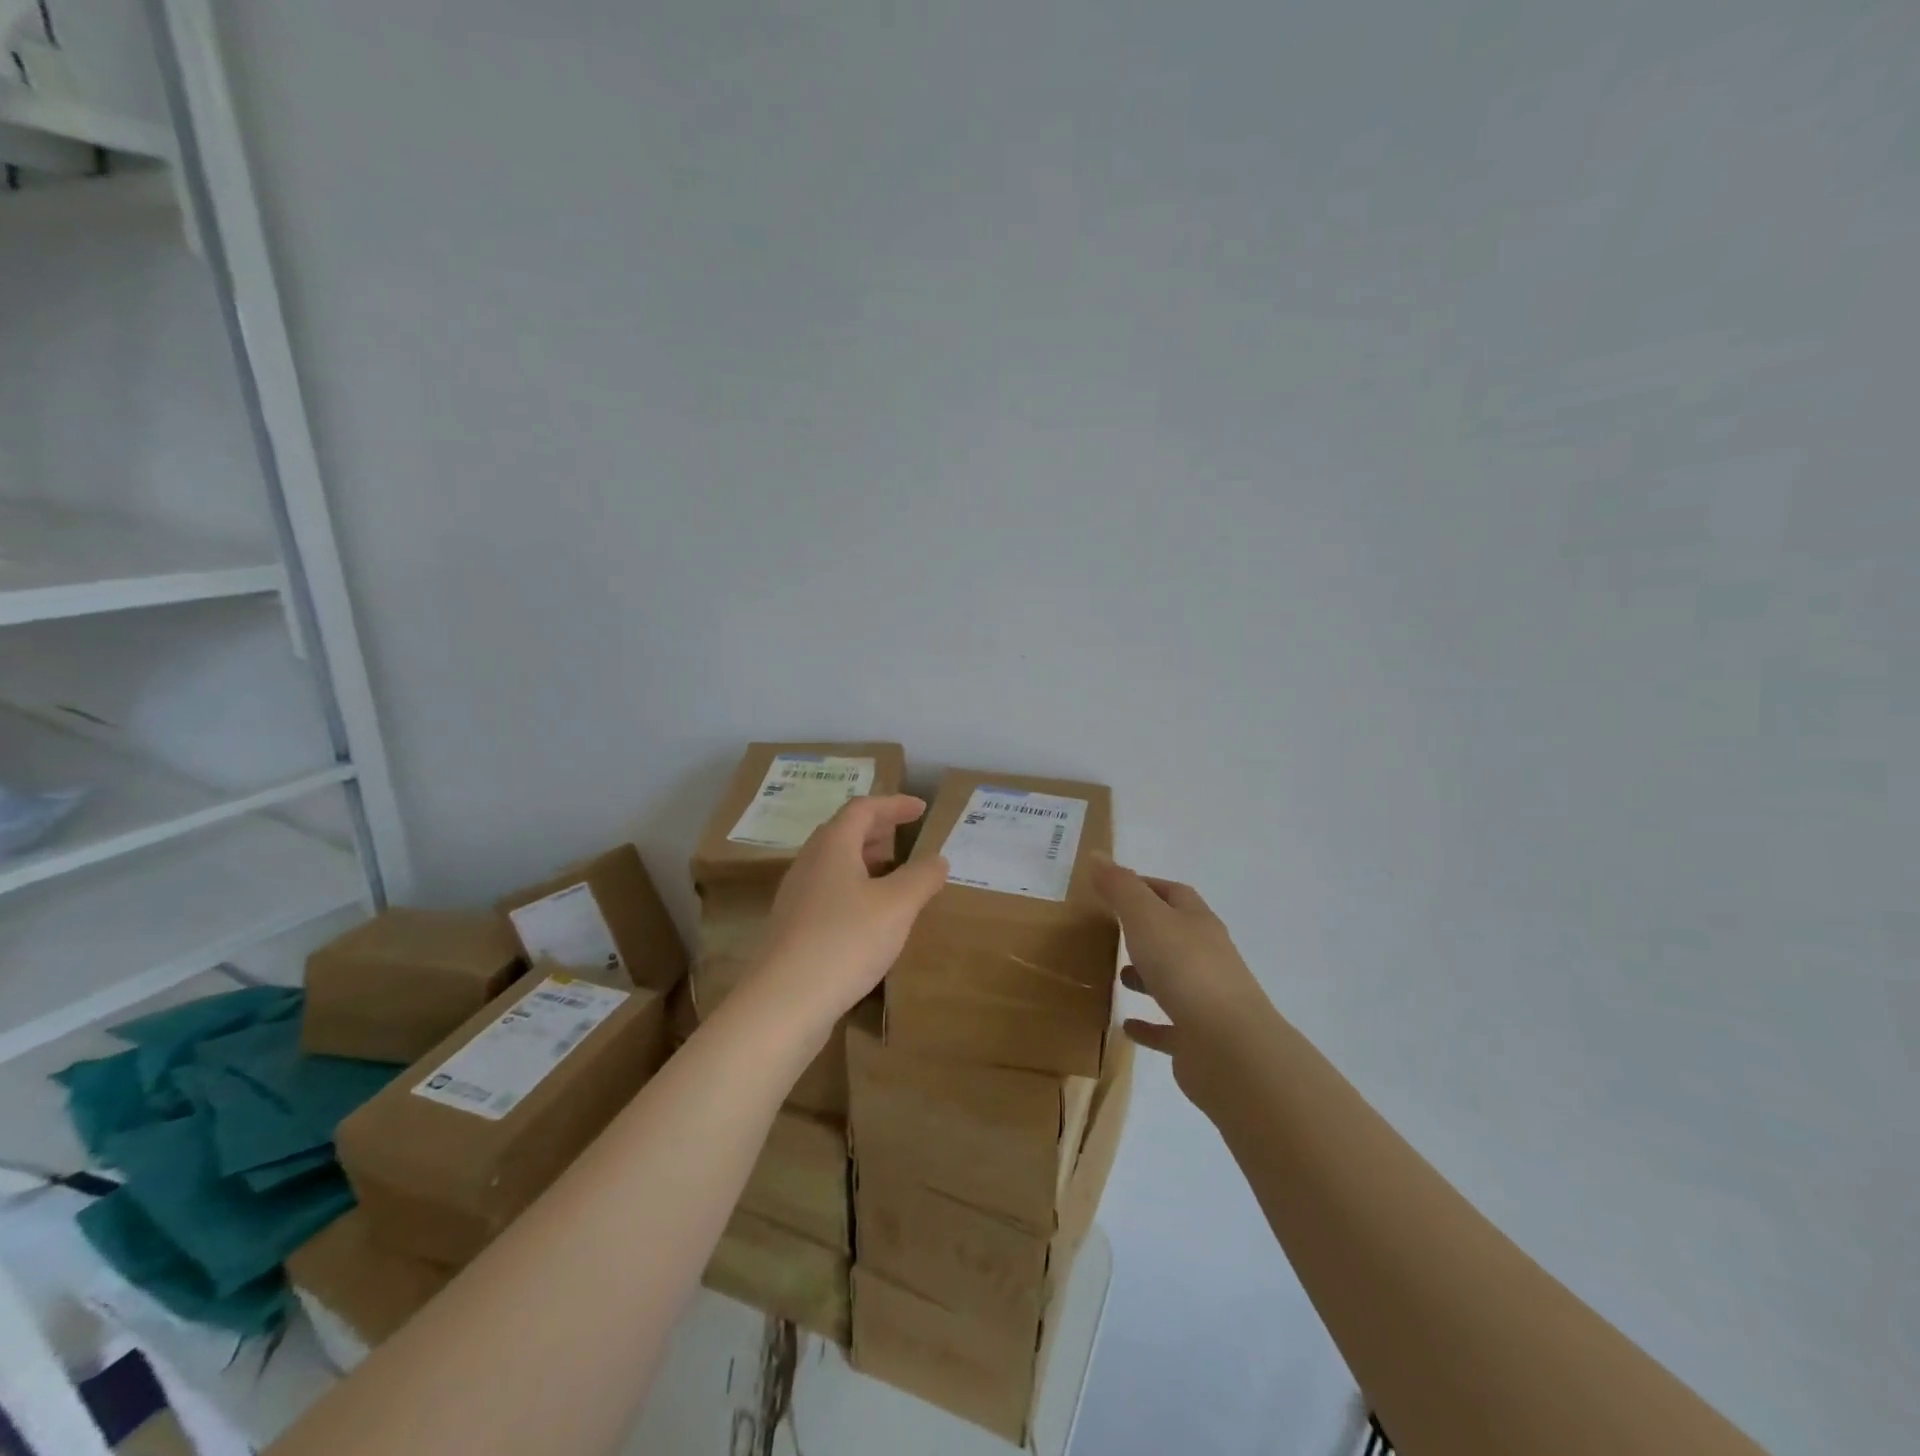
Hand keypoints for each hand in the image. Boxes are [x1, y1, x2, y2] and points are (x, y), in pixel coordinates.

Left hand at [741, 795, 948, 1040]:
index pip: (863, 808)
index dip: (894, 804)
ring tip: (893, 876)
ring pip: (833, 864)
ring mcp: (796, 897)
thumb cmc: (845, 941)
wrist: (784, 1003)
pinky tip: (870, 917)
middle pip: (843, 832)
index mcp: (832, 846)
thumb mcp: (897, 906)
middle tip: (905, 838)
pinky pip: (828, 892)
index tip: (921, 809)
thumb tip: (939, 858)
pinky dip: (853, 889)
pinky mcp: (793, 928)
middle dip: (876, 830)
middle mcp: (809, 863)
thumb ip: (922, 877)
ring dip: (864, 861)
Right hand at [1093, 858, 1270, 1094]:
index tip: (1113, 888)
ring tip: (1116, 975)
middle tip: (1110, 931)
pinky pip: (1169, 1027)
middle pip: (1176, 935)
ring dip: (1147, 976)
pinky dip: (1149, 1024)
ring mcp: (1206, 999)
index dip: (1146, 886)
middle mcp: (1207, 956)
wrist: (1228, 1046)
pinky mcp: (1199, 1039)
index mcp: (1197, 922)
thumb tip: (1097, 855)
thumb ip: (1120, 887)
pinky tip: (1127, 1025)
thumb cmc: (1184, 968)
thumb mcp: (1145, 917)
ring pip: (1174, 979)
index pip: (1174, 893)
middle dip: (1146, 931)